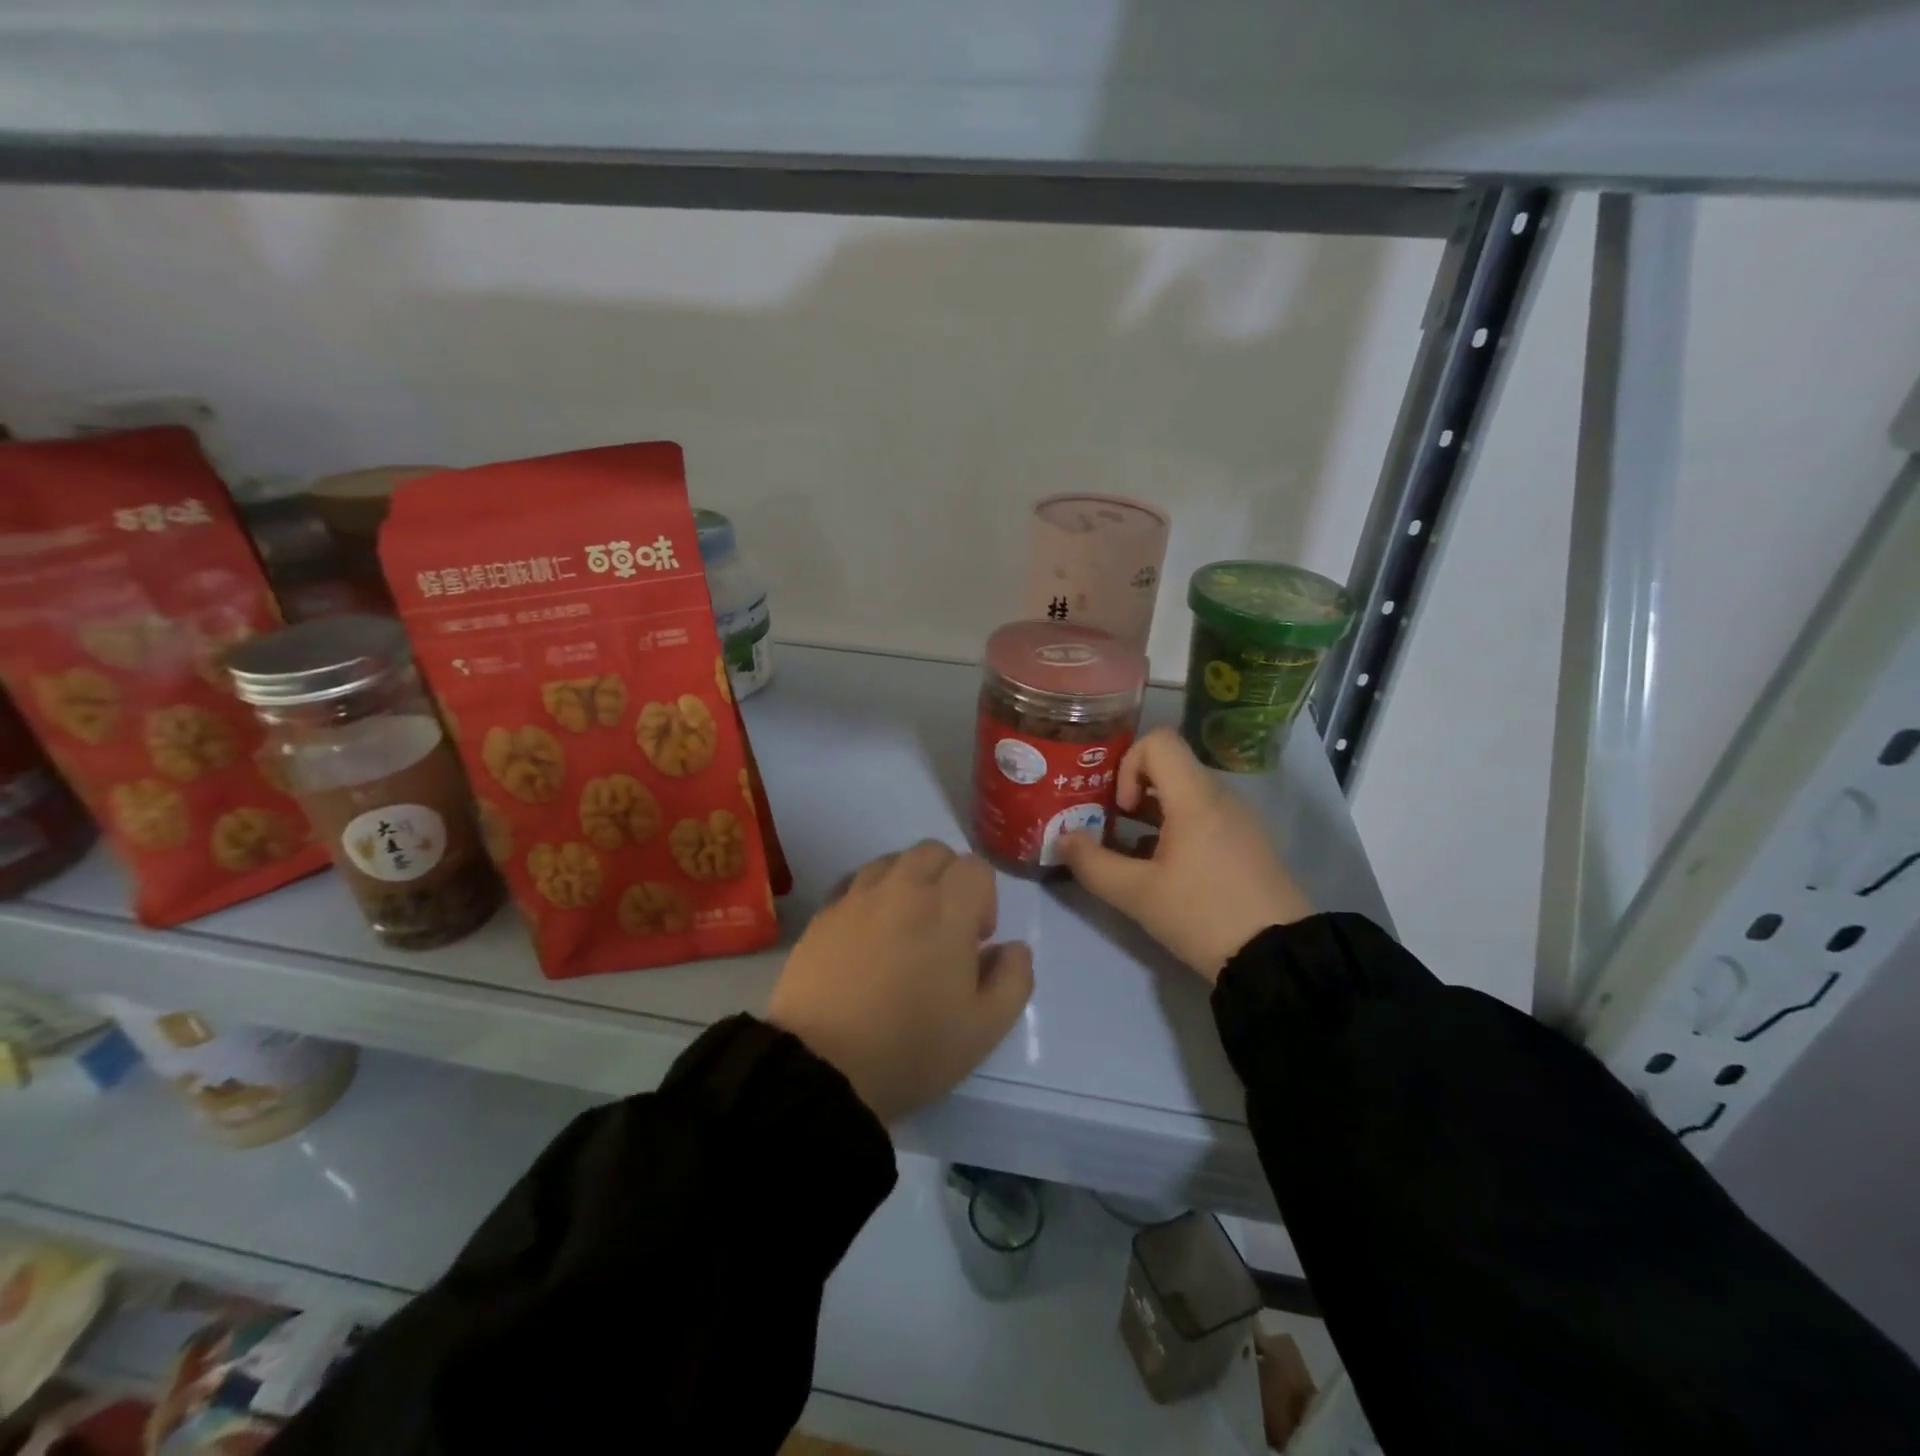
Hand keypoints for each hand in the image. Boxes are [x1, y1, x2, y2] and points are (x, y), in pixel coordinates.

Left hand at [766, 840, 1033, 1123]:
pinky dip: (872, 897)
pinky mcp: (823, 914)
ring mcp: (856, 897)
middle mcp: (901, 888)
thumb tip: (1014, 947)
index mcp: (946, 908)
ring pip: (892, 861)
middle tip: (945, 929)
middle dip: (949, 879)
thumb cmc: (911, 1048)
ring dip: (909, 882)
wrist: (821, 1068)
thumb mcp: (984, 1028)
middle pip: (933, 852)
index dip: (985, 899)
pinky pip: (856, 884)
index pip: (975, 868)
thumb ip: (1013, 979)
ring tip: (905, 930)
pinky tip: (868, 938)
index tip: (976, 941)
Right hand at [1057, 727, 1312, 982]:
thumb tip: (1061, 840)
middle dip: (1130, 792)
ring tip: (1130, 853)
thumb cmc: (1203, 915)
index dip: (1128, 765)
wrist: (1279, 958)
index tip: (1120, 809)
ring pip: (1184, 794)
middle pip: (1168, 768)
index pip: (1158, 741)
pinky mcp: (1247, 842)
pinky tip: (1164, 871)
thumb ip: (1092, 863)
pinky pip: (1204, 817)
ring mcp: (1239, 819)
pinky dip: (1176, 830)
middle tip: (1109, 828)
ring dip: (1151, 815)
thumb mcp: (1137, 895)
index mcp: (1196, 797)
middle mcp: (1221, 797)